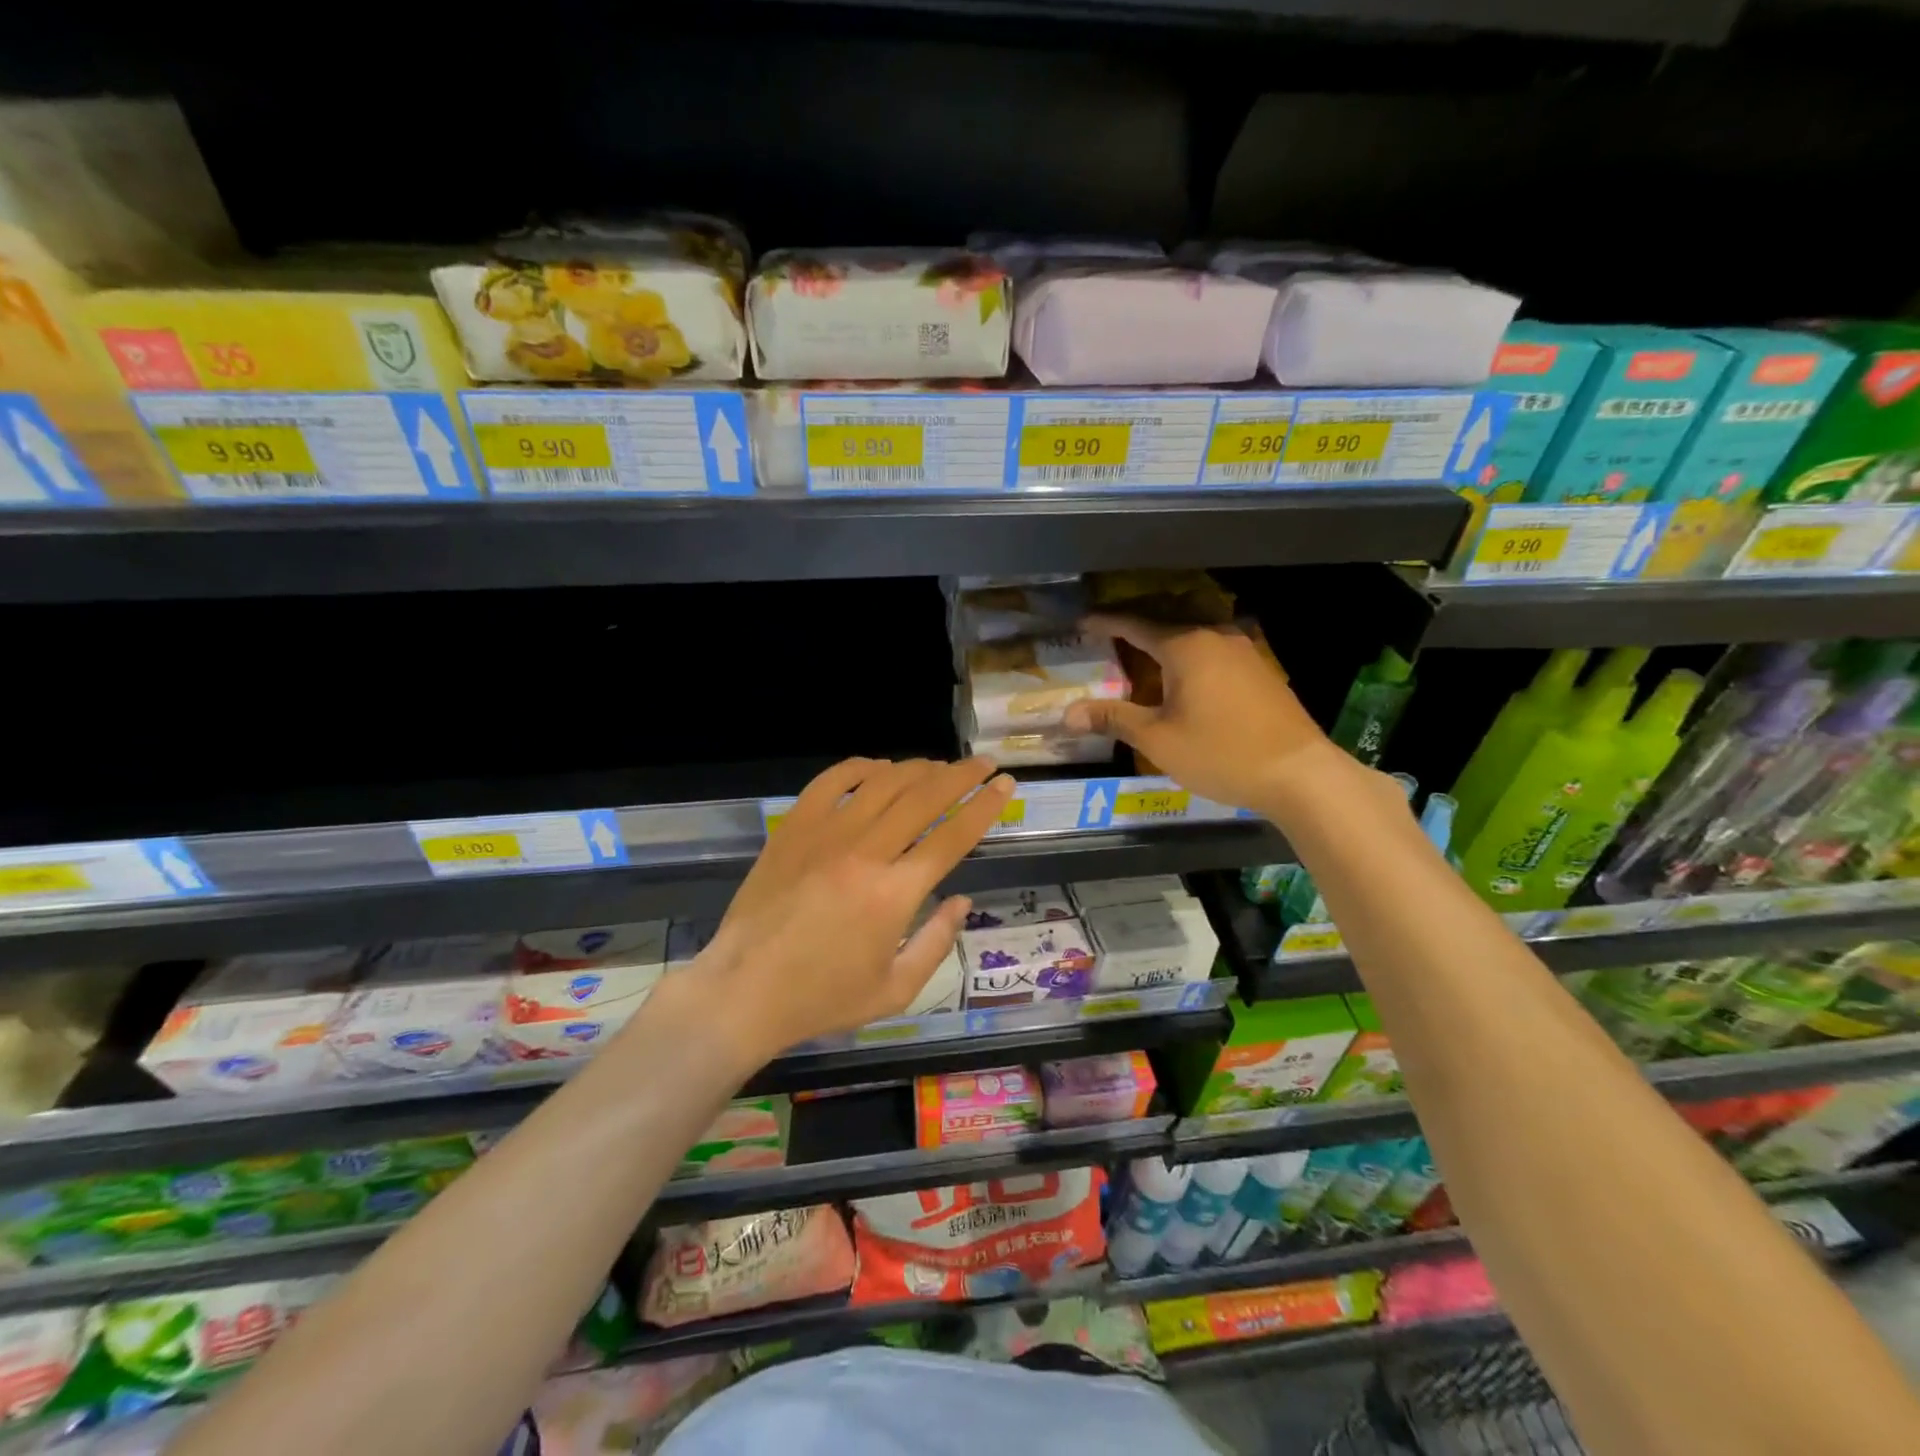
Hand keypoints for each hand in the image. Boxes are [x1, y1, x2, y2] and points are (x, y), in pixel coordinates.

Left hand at [695, 756, 1014, 1065]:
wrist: (743, 991)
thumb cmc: (823, 998)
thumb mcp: (895, 990)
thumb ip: (936, 942)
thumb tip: (962, 900)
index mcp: (895, 893)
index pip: (953, 835)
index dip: (985, 806)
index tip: (1005, 785)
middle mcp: (865, 852)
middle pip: (924, 797)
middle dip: (962, 775)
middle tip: (983, 765)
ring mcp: (825, 834)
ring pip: (883, 783)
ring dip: (917, 769)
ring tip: (938, 767)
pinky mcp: (792, 828)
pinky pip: (831, 782)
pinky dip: (860, 768)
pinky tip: (878, 769)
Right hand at [1064, 614, 1334, 813]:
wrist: (1299, 774)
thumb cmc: (1221, 753)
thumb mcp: (1158, 739)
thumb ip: (1113, 718)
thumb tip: (1067, 714)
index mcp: (1186, 645)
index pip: (1135, 625)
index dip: (1105, 623)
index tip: (1080, 623)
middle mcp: (1215, 636)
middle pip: (1165, 622)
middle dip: (1134, 628)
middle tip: (1106, 636)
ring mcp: (1244, 651)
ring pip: (1193, 636)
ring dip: (1164, 642)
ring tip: (1140, 655)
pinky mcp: (1260, 670)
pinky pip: (1213, 651)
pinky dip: (1189, 656)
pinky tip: (1183, 677)